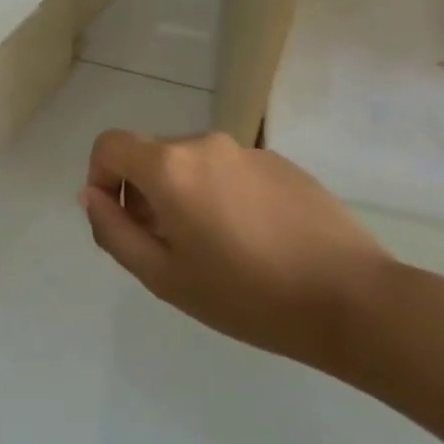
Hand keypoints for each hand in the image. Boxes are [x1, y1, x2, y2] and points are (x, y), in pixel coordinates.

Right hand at [80, 130, 390, 371]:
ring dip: (184, 195)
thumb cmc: (248, 296)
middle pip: (151, 156)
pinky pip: (231, 170)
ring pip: (192, 164)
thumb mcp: (164, 277)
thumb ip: (114, 232)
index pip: (110, 145)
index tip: (119, 220)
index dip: (100, 177)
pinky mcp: (281, 162)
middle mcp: (204, 143)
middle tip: (169, 248)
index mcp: (170, 166)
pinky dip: (223, 195)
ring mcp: (246, 150)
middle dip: (144, 194)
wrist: (353, 300)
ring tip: (216, 249)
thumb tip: (90, 196)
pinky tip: (254, 241)